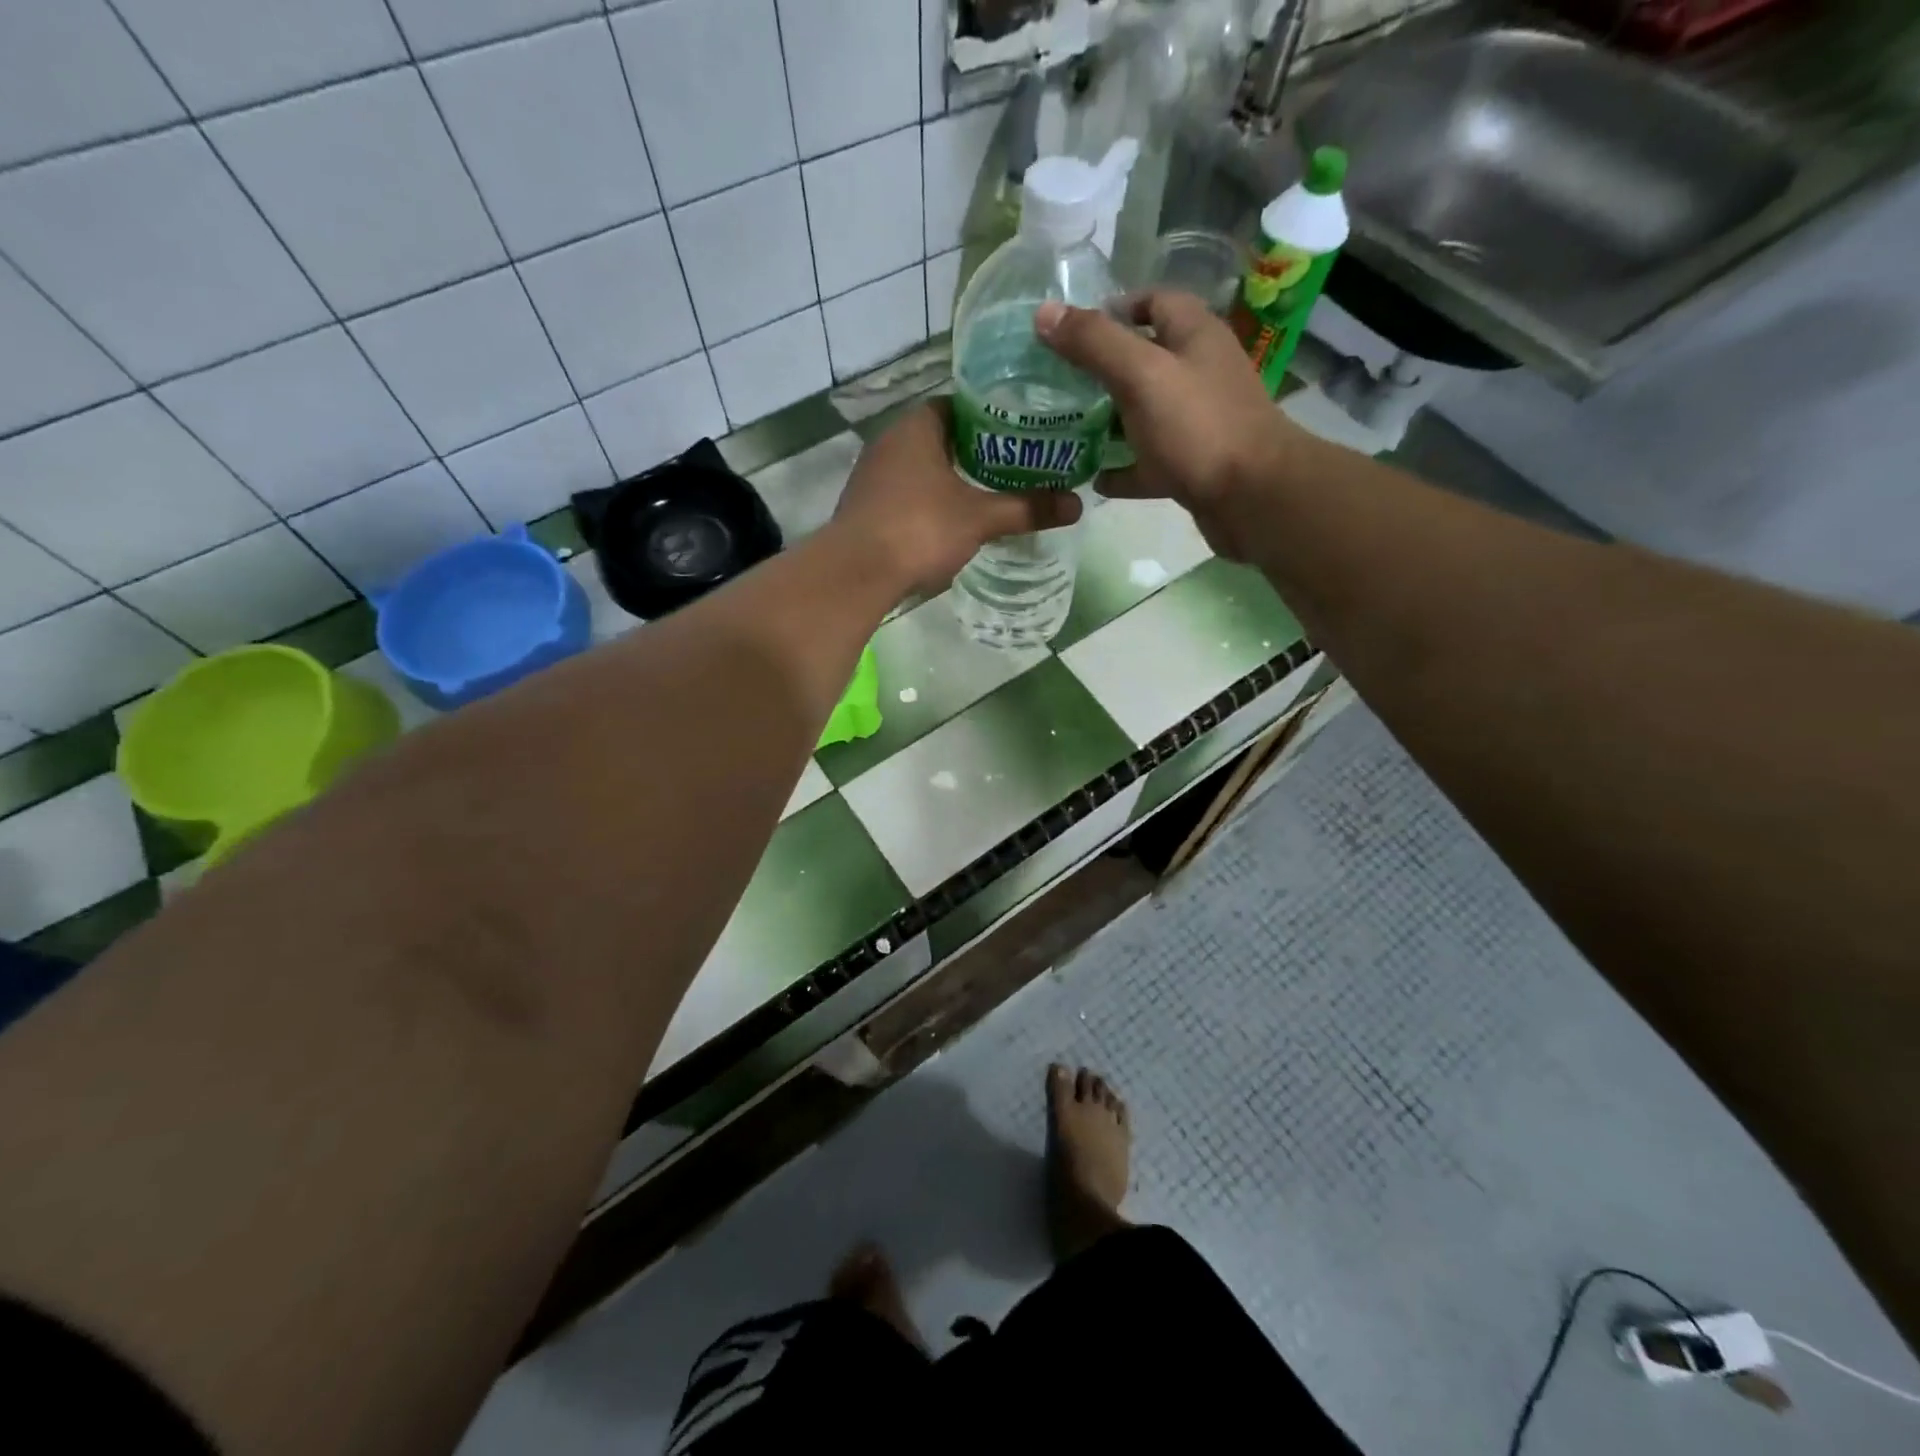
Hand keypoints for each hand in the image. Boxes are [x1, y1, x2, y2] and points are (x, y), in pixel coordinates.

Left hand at [832, 400, 1082, 595]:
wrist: (856, 573)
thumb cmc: (920, 529)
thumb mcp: (980, 518)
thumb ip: (1027, 508)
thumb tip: (1078, 504)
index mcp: (918, 426)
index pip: (960, 405)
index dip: (992, 416)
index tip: (1021, 432)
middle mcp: (890, 440)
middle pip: (942, 436)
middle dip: (975, 450)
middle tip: (1014, 466)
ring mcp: (873, 474)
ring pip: (921, 467)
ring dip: (949, 478)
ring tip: (987, 493)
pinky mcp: (864, 506)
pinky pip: (905, 492)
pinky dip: (928, 500)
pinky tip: (948, 520)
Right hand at [1035, 292, 1296, 558]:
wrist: (1252, 498)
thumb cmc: (1198, 427)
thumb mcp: (1141, 375)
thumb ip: (1095, 344)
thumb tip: (1044, 313)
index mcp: (1194, 336)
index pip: (1154, 302)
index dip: (1114, 309)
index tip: (1072, 332)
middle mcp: (1198, 373)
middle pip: (1145, 360)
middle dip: (1101, 369)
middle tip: (1057, 384)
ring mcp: (1197, 423)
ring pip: (1144, 414)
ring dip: (1108, 421)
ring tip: (1065, 430)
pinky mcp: (1192, 466)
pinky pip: (1149, 463)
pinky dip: (1122, 470)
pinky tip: (1093, 479)